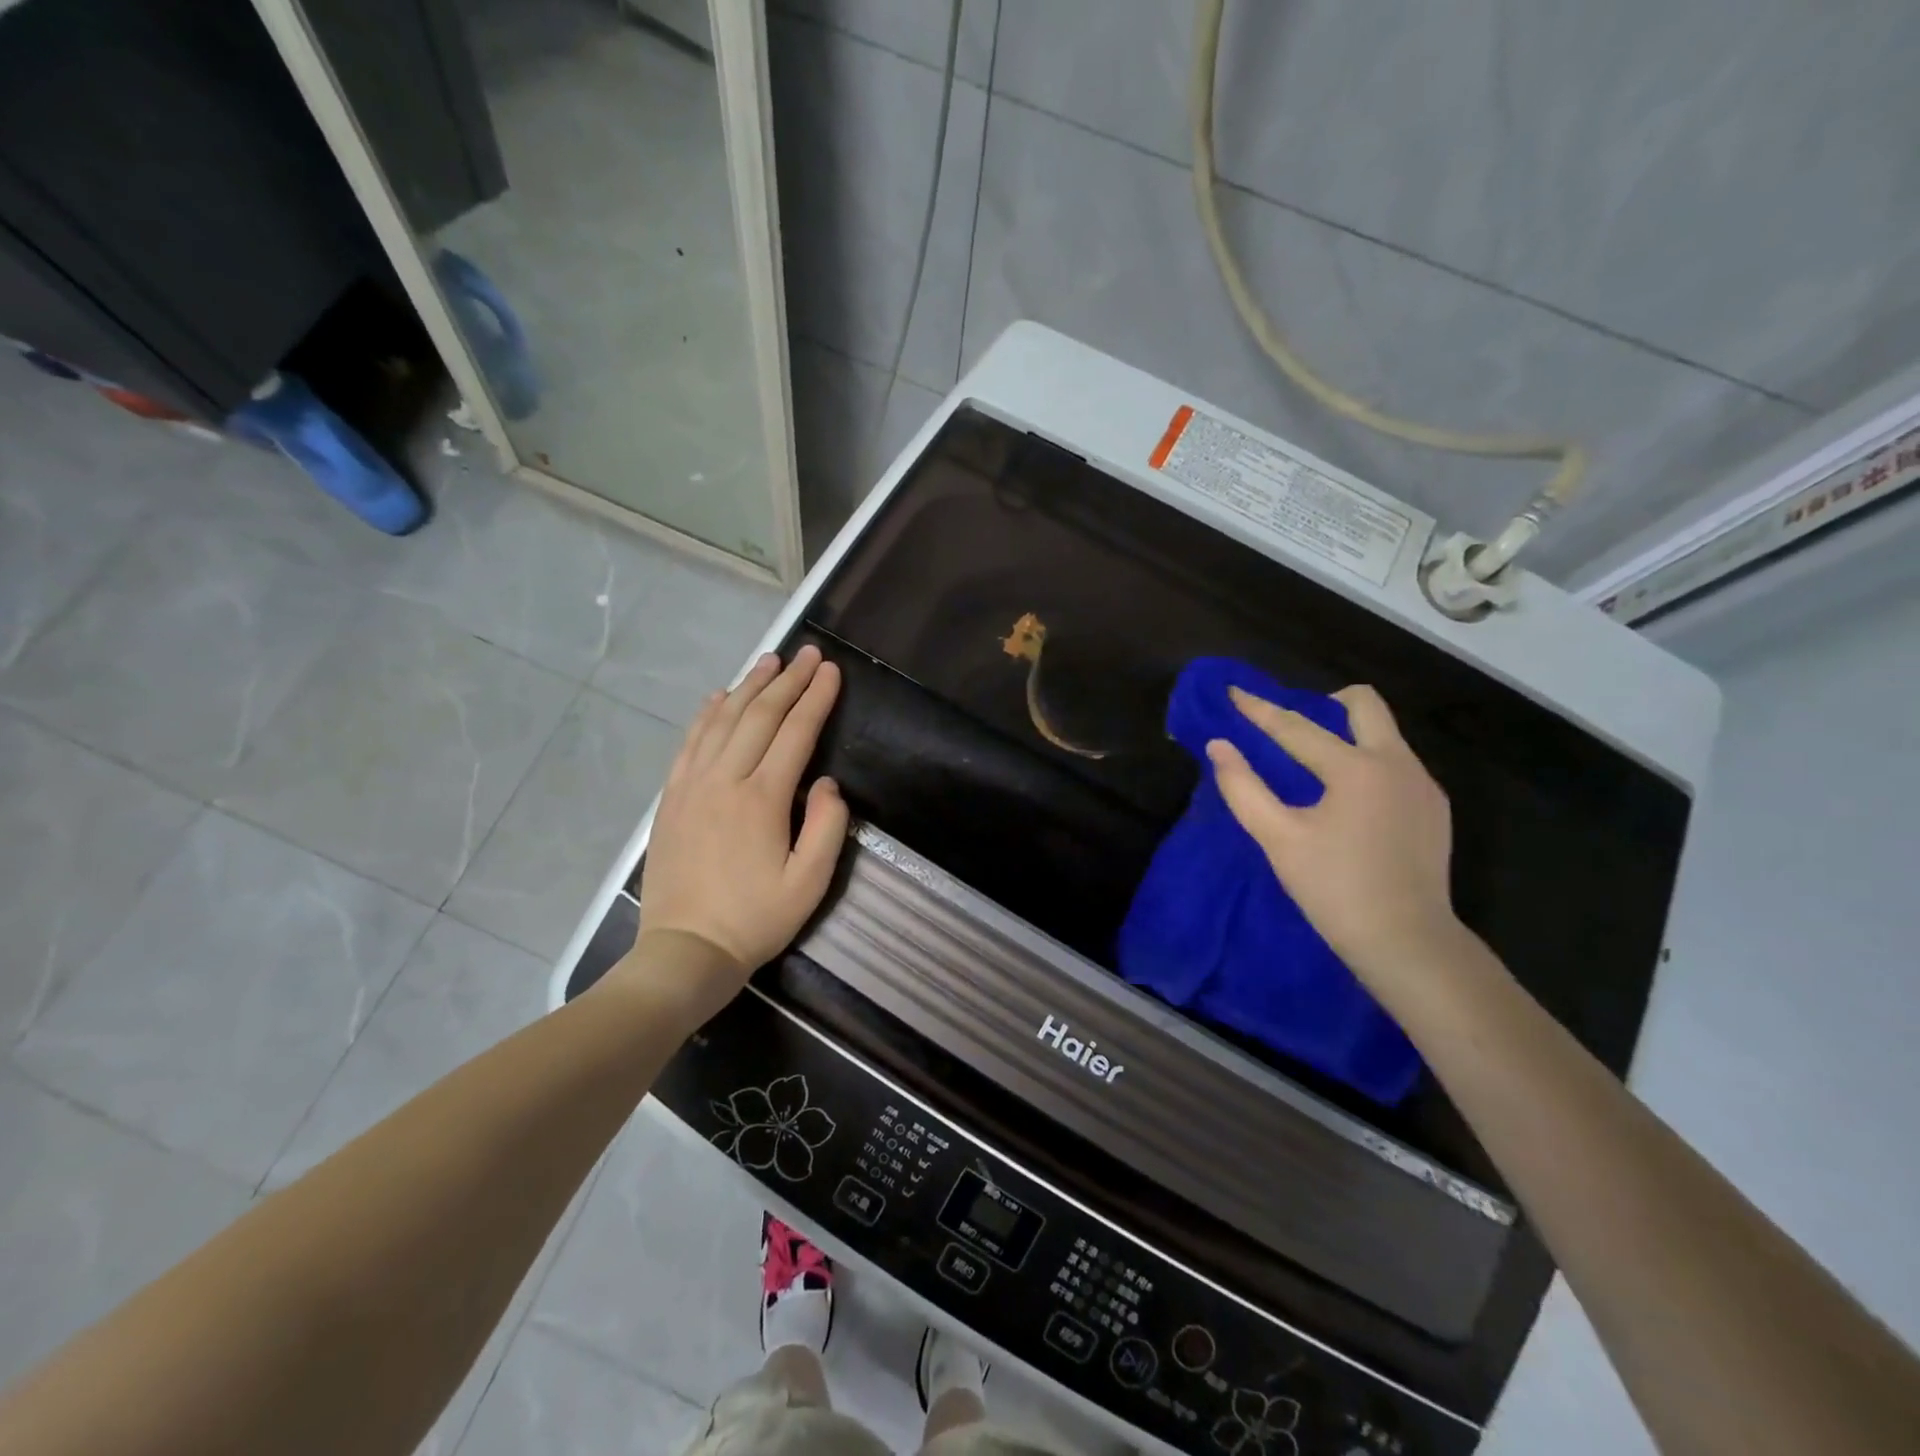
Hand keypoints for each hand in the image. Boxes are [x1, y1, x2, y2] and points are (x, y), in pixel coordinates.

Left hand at [631, 646, 848, 998]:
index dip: (816, 698)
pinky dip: (706, 714)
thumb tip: (827, 783)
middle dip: (788, 681)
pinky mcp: (672, 797)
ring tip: (769, 661)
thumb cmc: (755, 919)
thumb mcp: (810, 883)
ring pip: (723, 720)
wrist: (686, 950)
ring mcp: (692, 785)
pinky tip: (719, 696)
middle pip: (760, 716)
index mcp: (763, 798)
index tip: (831, 670)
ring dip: (749, 687)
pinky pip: (690, 742)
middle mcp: (725, 779)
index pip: (796, 733)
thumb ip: (827, 826)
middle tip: (808, 653)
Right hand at [1206, 684, 1461, 992]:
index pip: (1296, 727)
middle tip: (1293, 728)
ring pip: (1384, 733)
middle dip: (1324, 703)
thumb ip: (1243, 788)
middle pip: (1365, 704)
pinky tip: (1350, 802)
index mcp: (1356, 768)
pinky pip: (1397, 764)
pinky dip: (1367, 764)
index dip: (1259, 710)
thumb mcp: (1278, 839)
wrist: (1408, 942)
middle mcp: (1397, 763)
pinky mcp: (1434, 808)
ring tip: (1316, 768)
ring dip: (1347, 735)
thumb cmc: (1334, 889)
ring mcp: (1423, 785)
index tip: (1234, 691)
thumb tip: (1218, 746)